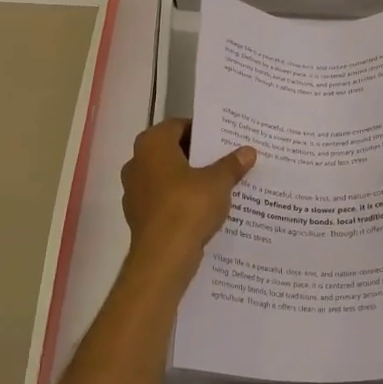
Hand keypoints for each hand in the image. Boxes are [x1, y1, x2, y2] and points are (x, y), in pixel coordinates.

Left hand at [121, 119, 255, 267]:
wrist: (163, 257)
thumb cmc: (188, 207)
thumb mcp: (218, 182)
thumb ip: (232, 164)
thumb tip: (248, 151)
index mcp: (152, 145)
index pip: (178, 125)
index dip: (201, 130)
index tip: (223, 139)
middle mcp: (137, 163)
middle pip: (172, 151)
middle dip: (197, 155)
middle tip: (225, 158)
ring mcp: (134, 191)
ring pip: (167, 177)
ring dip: (189, 179)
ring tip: (219, 184)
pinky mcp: (139, 216)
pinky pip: (164, 200)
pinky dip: (181, 201)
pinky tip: (205, 208)